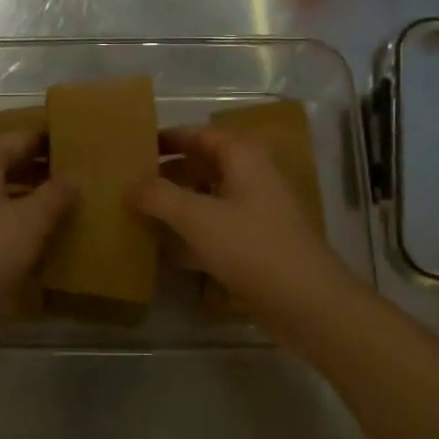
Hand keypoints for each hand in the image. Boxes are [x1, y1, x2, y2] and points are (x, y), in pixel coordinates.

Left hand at [0, 130, 75, 330]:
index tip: (87, 149)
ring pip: (0, 188)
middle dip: (44, 170)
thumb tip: (75, 175)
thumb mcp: (29, 223)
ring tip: (69, 205)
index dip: (55, 142)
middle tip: (85, 178)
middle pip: (11, 161)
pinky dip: (13, 216)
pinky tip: (39, 233)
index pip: (25, 137)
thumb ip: (55, 195)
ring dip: (31, 195)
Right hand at [129, 126, 358, 324]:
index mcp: (243, 157)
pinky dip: (191, 235)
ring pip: (209, 199)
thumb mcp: (197, 217)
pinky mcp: (257, 245)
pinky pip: (216, 230)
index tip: (135, 146)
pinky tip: (163, 251)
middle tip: (131, 183)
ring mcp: (257, 213)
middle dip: (168, 173)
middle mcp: (252, 177)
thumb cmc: (252, 247)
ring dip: (177, 205)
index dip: (168, 138)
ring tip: (139, 213)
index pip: (200, 134)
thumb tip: (130, 184)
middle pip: (204, 165)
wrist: (308, 304)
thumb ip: (159, 196)